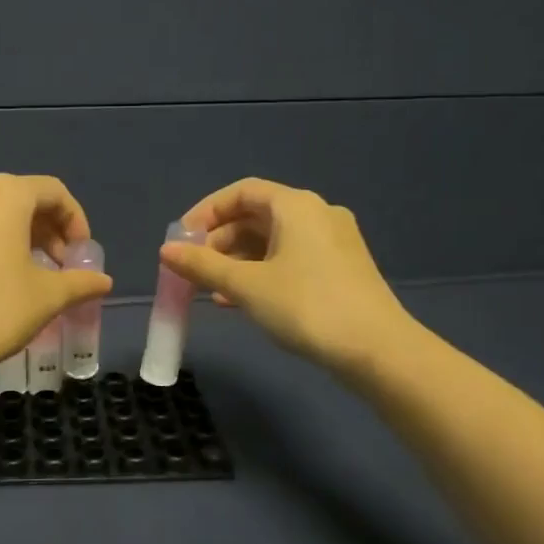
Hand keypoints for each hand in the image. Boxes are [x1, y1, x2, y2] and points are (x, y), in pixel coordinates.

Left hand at [0, 174, 112, 384]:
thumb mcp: (48, 297)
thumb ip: (80, 282)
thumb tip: (103, 281)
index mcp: (4, 195)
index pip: (52, 191)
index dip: (74, 219)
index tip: (80, 253)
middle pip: (15, 200)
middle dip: (42, 229)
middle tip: (55, 265)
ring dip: (5, 237)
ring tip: (16, 273)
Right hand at [159, 178, 415, 374]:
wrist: (377, 350)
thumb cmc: (307, 306)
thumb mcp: (247, 286)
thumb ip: (203, 266)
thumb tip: (165, 251)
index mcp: (296, 206)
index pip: (242, 192)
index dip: (206, 212)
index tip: (182, 239)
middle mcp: (317, 214)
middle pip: (256, 216)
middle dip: (219, 241)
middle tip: (193, 268)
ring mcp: (332, 242)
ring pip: (272, 241)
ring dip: (237, 260)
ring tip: (211, 289)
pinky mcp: (340, 269)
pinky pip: (289, 259)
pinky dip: (260, 272)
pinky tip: (240, 300)